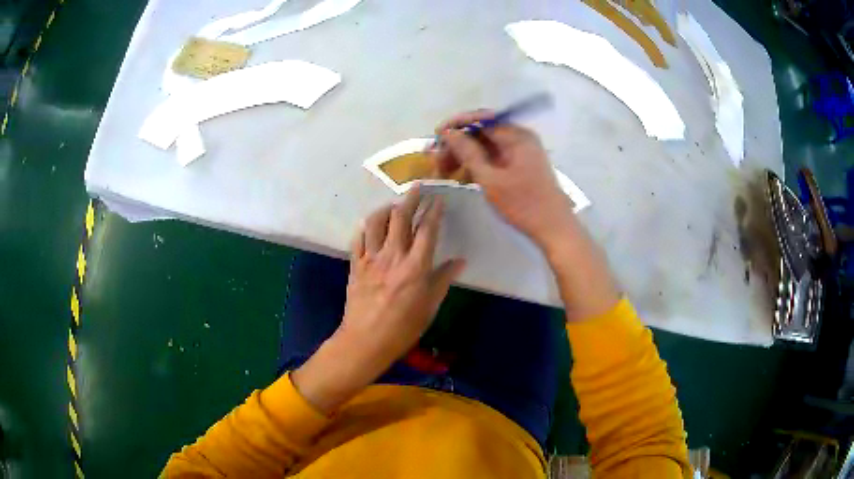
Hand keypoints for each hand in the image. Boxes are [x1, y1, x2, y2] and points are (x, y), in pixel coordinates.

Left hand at [292, 186, 464, 413]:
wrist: (366, 341)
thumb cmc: (403, 328)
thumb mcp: (430, 306)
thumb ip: (443, 280)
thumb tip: (459, 261)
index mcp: (415, 267)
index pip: (427, 230)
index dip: (434, 211)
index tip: (438, 199)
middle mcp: (393, 256)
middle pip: (401, 218)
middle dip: (410, 198)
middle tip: (417, 187)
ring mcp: (371, 259)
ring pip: (376, 222)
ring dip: (386, 209)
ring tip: (393, 204)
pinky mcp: (356, 265)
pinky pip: (358, 238)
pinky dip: (365, 227)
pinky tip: (370, 225)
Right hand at [433, 111, 618, 321]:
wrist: (554, 228)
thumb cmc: (523, 204)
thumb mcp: (490, 179)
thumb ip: (468, 152)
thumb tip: (449, 133)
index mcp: (516, 135)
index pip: (480, 118)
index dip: (456, 125)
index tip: (436, 136)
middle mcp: (519, 137)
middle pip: (482, 131)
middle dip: (458, 143)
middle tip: (437, 159)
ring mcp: (520, 151)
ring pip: (485, 146)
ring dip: (464, 155)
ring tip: (444, 171)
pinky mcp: (519, 165)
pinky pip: (493, 158)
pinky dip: (477, 164)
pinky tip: (461, 177)